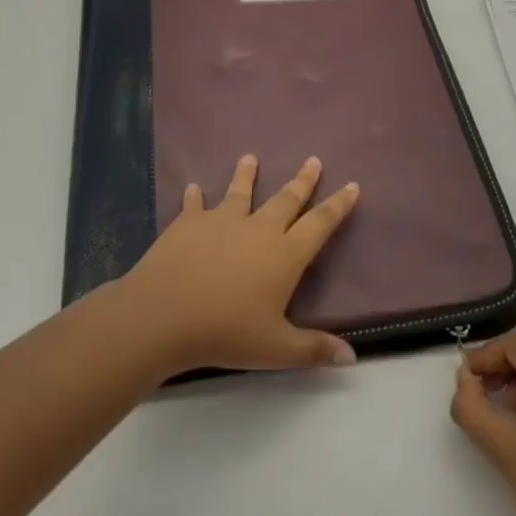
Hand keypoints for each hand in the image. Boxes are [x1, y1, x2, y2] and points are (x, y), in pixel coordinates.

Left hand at [116, 154, 360, 376]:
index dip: (338, 205)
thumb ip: (313, 350)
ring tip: (250, 157)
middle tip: (313, 160)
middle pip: (286, 199)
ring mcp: (221, 221)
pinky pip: (194, 206)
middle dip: (302, 181)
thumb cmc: (225, 333)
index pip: (320, 224)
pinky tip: (193, 187)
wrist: (163, 314)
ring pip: (240, 193)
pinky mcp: (188, 223)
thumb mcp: (276, 350)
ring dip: (247, 175)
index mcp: (285, 255)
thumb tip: (352, 358)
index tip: (352, 185)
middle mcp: (258, 229)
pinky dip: (195, 197)